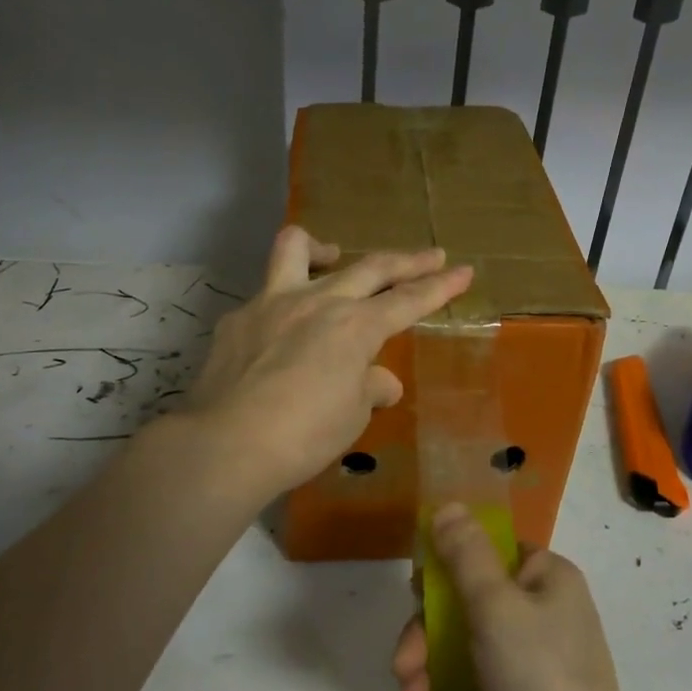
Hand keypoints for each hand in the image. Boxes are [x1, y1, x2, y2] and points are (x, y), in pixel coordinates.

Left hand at [182, 226, 472, 498]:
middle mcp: (318, 301)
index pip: (409, 300)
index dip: (441, 287)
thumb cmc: (304, 435)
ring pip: (297, 247)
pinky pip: (264, 295)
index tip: (464, 271)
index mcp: (356, 326)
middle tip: (431, 255)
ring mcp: (272, 302)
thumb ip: (369, 388)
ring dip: (324, 247)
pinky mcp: (237, 318)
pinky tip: (279, 331)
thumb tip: (380, 382)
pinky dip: (281, 303)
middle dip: (408, 260)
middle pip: (371, 267)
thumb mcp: (352, 416)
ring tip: (334, 256)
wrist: (227, 443)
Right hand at [392, 504, 653, 690]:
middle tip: (403, 661)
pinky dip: (449, 683)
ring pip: (468, 637)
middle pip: (470, 596)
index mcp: (546, 574)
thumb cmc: (538, 675)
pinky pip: (479, 671)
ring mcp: (537, 651)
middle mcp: (545, 605)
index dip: (447, 564)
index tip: (416, 591)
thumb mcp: (495, 606)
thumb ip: (466, 554)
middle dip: (427, 628)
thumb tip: (448, 506)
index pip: (488, 548)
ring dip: (430, 660)